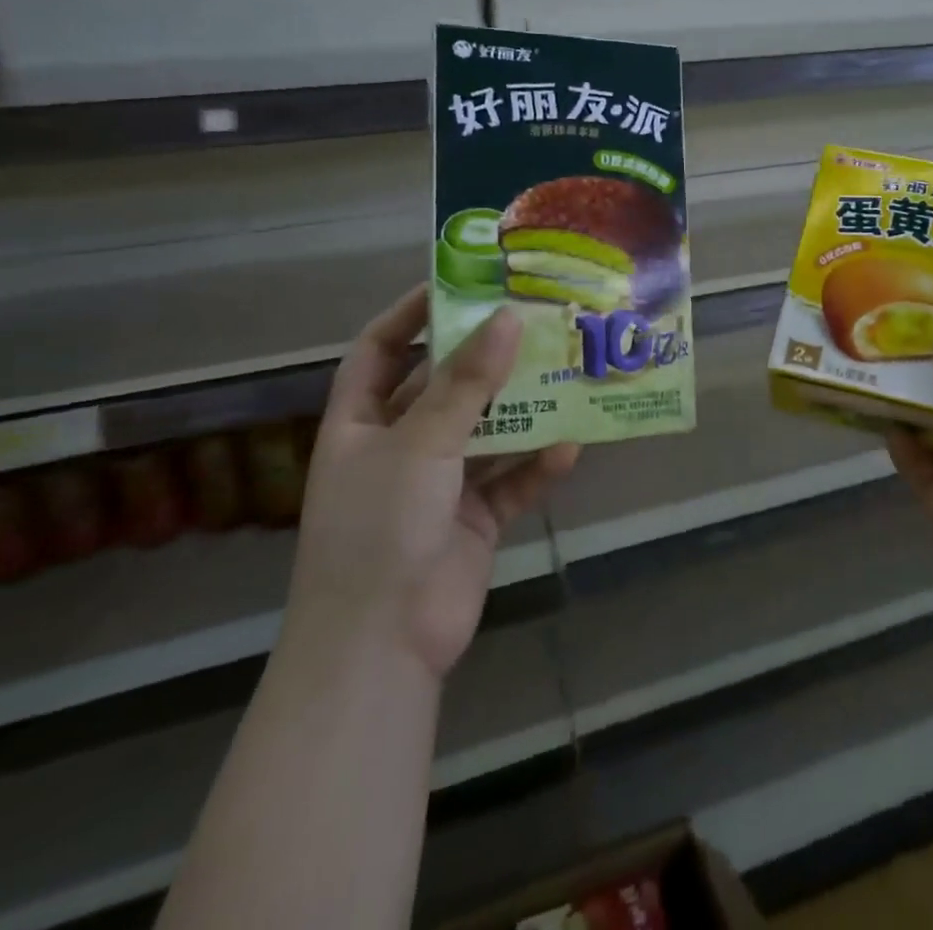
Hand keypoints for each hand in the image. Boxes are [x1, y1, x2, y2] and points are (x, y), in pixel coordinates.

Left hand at [288, 286, 579, 677]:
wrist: (380, 647)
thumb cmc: (380, 526)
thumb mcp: (420, 442)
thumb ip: (466, 382)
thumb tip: (507, 318)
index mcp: (360, 423)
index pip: (380, 350)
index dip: (412, 314)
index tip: (460, 285)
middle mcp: (398, 447)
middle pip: (444, 387)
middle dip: (485, 359)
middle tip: (533, 322)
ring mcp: (437, 486)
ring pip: (486, 433)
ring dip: (522, 411)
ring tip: (567, 373)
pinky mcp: (473, 521)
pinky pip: (511, 483)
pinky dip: (538, 467)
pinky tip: (572, 446)